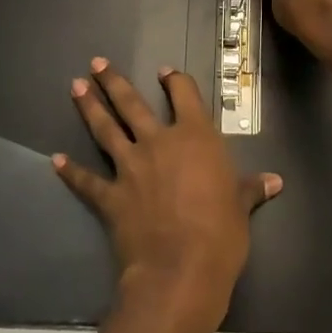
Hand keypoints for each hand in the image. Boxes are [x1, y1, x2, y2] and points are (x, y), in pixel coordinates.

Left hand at [53, 58, 280, 332]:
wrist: (180, 269)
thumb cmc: (221, 233)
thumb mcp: (241, 207)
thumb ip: (252, 188)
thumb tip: (275, 181)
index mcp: (195, 138)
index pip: (184, 96)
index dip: (175, 81)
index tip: (165, 72)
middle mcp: (159, 143)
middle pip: (132, 104)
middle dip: (113, 82)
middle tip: (96, 63)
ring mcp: (130, 167)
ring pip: (105, 130)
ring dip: (89, 107)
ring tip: (75, 87)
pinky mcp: (110, 196)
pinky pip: (86, 180)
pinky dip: (70, 170)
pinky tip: (55, 159)